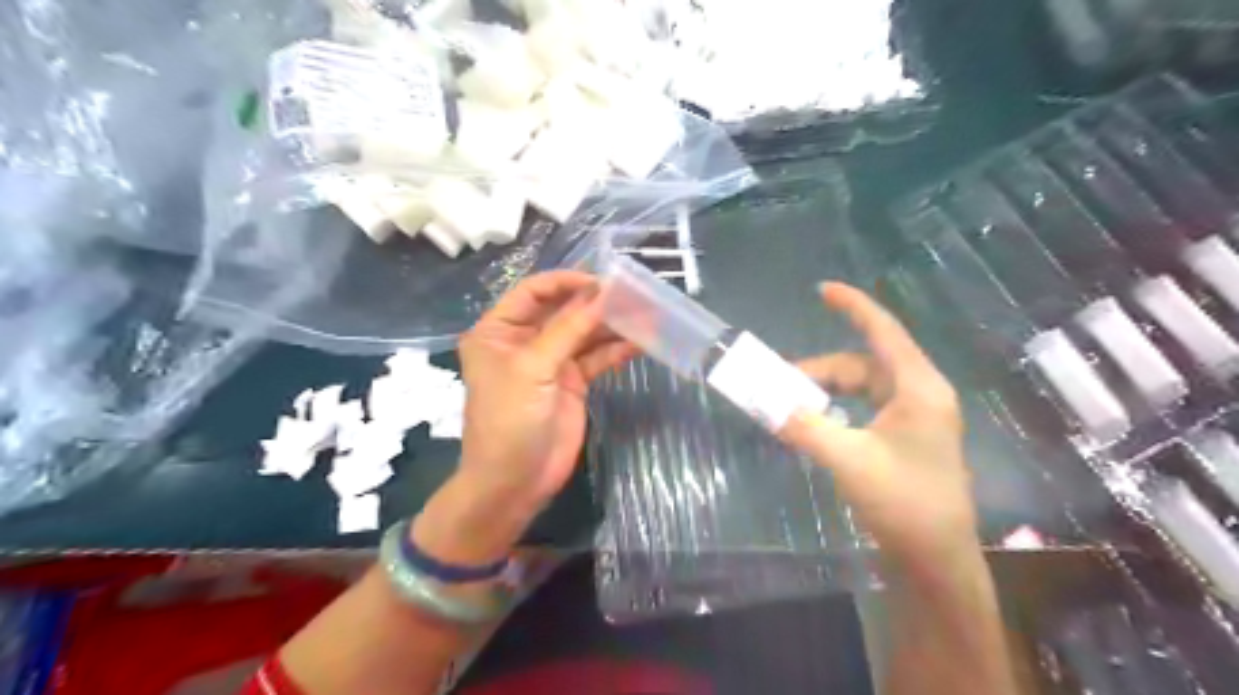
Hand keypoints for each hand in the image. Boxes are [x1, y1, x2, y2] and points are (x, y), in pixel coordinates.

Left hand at [417, 269, 631, 563]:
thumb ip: (569, 329)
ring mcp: (551, 361)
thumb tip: (603, 293)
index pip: (534, 291)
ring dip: (612, 324)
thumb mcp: (533, 369)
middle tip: (633, 293)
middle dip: (596, 302)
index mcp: (500, 330)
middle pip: (564, 309)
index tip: (602, 282)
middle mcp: (525, 340)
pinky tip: (641, 342)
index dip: (566, 281)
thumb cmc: (509, 420)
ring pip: (585, 333)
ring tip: (646, 313)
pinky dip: (617, 350)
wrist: (514, 482)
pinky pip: (597, 358)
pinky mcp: (573, 382)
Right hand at [784, 278, 978, 563]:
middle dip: (820, 370)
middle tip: (779, 384)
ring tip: (791, 406)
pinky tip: (816, 422)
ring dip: (826, 391)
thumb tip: (765, 403)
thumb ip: (804, 426)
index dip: (854, 307)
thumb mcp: (847, 460)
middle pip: (863, 364)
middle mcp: (920, 394)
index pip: (884, 332)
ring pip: (862, 387)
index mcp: (918, 388)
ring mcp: (915, 417)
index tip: (822, 289)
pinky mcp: (907, 437)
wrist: (936, 560)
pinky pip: (865, 407)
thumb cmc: (903, 503)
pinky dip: (837, 409)